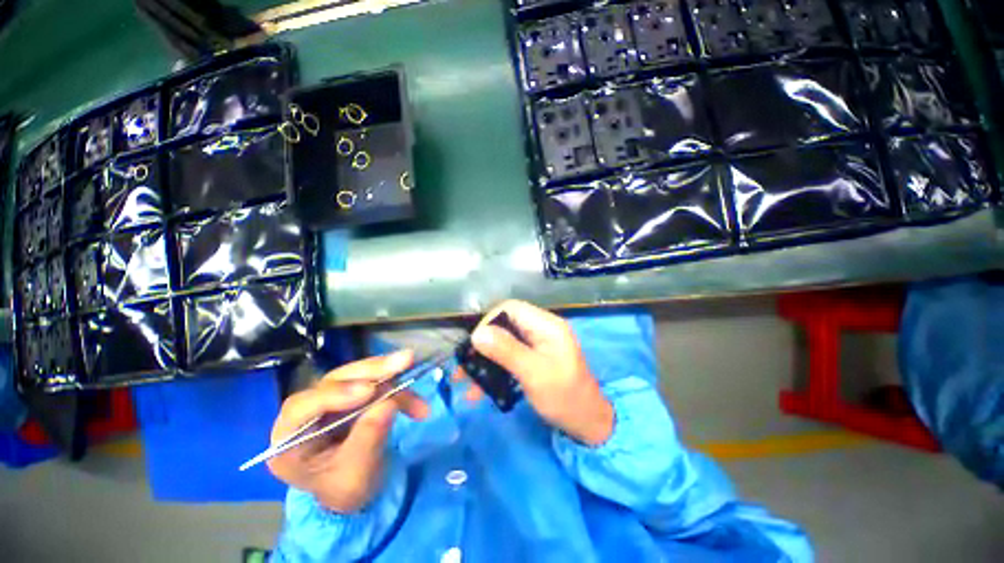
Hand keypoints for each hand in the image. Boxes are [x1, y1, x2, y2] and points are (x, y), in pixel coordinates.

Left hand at [267, 351, 428, 512]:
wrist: (356, 491)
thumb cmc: (347, 491)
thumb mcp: (355, 477)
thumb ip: (368, 440)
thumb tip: (388, 404)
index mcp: (288, 440)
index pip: (301, 407)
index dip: (335, 393)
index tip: (370, 390)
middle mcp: (306, 412)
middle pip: (335, 381)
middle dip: (373, 371)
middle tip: (405, 361)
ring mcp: (331, 399)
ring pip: (359, 375)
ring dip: (391, 374)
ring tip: (414, 373)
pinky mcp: (353, 394)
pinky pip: (377, 382)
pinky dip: (399, 388)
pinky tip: (417, 404)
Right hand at [467, 300, 613, 445]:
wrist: (587, 423)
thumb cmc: (564, 397)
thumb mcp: (533, 373)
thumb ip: (506, 350)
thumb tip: (477, 333)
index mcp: (546, 325)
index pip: (511, 308)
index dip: (489, 321)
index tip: (474, 345)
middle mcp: (541, 328)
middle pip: (505, 325)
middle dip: (483, 344)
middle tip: (465, 366)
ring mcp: (538, 343)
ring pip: (504, 342)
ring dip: (485, 359)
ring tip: (466, 381)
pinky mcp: (534, 357)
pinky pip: (509, 355)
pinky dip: (495, 368)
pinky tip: (480, 388)